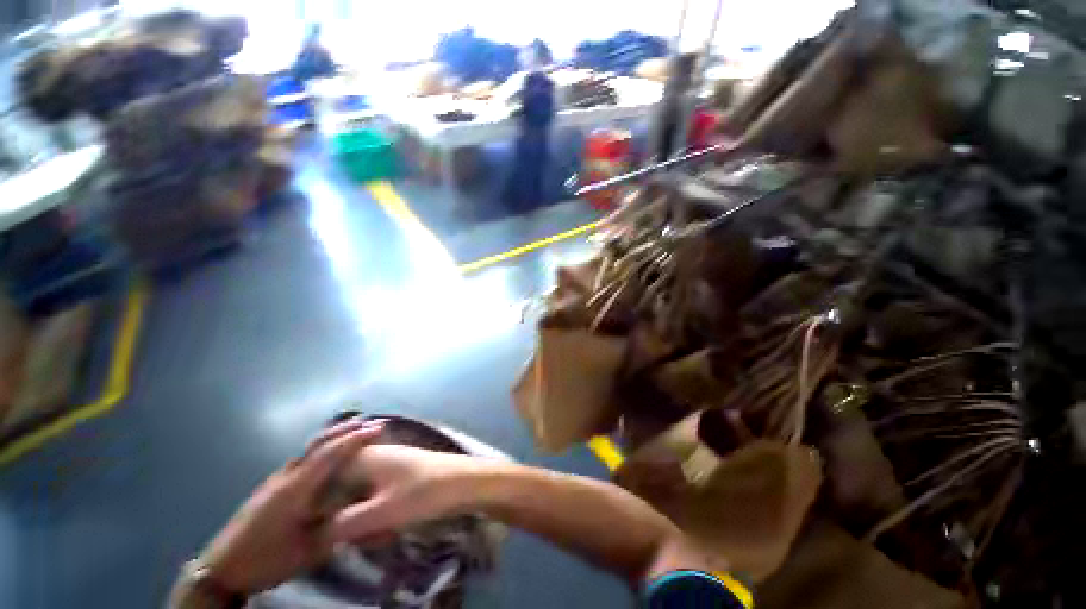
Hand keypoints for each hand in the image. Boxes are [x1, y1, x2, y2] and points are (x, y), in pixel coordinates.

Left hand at [201, 419, 383, 594]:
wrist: (220, 569)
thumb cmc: (265, 560)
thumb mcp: (306, 550)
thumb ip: (334, 525)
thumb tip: (359, 509)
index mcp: (297, 489)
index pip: (331, 454)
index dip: (356, 438)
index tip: (378, 428)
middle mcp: (286, 476)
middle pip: (319, 443)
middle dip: (346, 429)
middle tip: (369, 422)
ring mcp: (275, 480)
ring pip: (308, 449)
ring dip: (332, 437)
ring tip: (352, 431)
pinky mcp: (269, 487)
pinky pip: (301, 459)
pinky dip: (319, 450)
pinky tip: (325, 457)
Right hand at [330, 444, 486, 541]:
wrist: (465, 482)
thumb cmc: (425, 493)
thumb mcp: (382, 513)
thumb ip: (343, 525)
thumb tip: (315, 536)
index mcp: (364, 458)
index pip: (322, 478)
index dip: (317, 506)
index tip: (319, 532)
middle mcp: (372, 456)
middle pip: (339, 490)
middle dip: (344, 519)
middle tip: (359, 538)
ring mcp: (387, 465)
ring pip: (358, 497)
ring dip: (363, 521)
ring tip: (380, 537)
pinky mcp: (399, 476)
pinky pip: (375, 498)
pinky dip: (377, 516)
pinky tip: (389, 533)